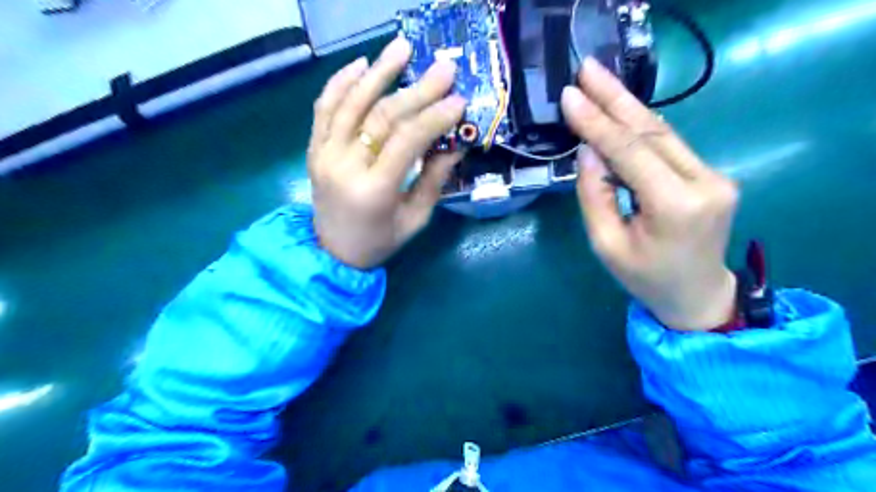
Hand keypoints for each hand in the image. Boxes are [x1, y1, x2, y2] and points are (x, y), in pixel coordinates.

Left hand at [312, 37, 468, 269]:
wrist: (332, 252)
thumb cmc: (380, 241)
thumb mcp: (415, 219)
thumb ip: (433, 181)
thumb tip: (455, 145)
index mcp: (373, 191)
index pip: (405, 141)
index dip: (433, 118)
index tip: (458, 100)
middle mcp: (344, 167)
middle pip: (382, 117)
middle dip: (417, 91)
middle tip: (443, 69)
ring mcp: (323, 154)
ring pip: (350, 103)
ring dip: (378, 73)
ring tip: (401, 48)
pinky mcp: (313, 149)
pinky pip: (324, 108)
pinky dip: (340, 82)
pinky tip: (361, 64)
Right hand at [562, 59, 736, 332]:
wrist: (696, 294)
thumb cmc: (645, 278)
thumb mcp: (606, 245)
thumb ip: (595, 196)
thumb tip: (588, 152)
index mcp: (676, 206)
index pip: (630, 153)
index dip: (597, 123)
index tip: (570, 96)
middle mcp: (704, 182)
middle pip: (652, 131)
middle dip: (615, 98)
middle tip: (587, 69)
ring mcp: (714, 175)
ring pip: (662, 132)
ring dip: (627, 106)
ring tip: (599, 80)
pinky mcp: (710, 175)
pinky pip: (668, 145)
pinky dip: (640, 127)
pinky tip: (620, 110)